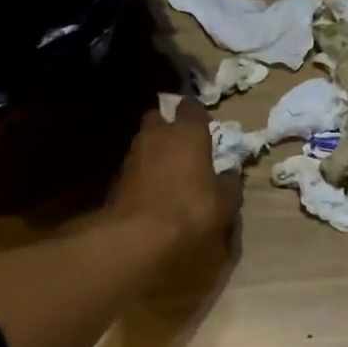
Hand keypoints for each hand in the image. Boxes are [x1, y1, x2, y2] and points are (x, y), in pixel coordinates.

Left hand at [108, 98, 242, 253]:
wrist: (138, 238)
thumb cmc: (191, 211)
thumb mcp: (225, 203)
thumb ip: (230, 184)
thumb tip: (230, 175)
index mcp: (187, 133)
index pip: (192, 108)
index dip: (198, 117)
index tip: (206, 129)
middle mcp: (157, 135)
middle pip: (159, 118)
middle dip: (170, 127)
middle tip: (185, 146)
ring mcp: (133, 155)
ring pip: (145, 142)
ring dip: (156, 151)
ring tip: (171, 173)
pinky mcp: (117, 179)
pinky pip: (136, 167)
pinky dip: (145, 174)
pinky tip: (155, 192)